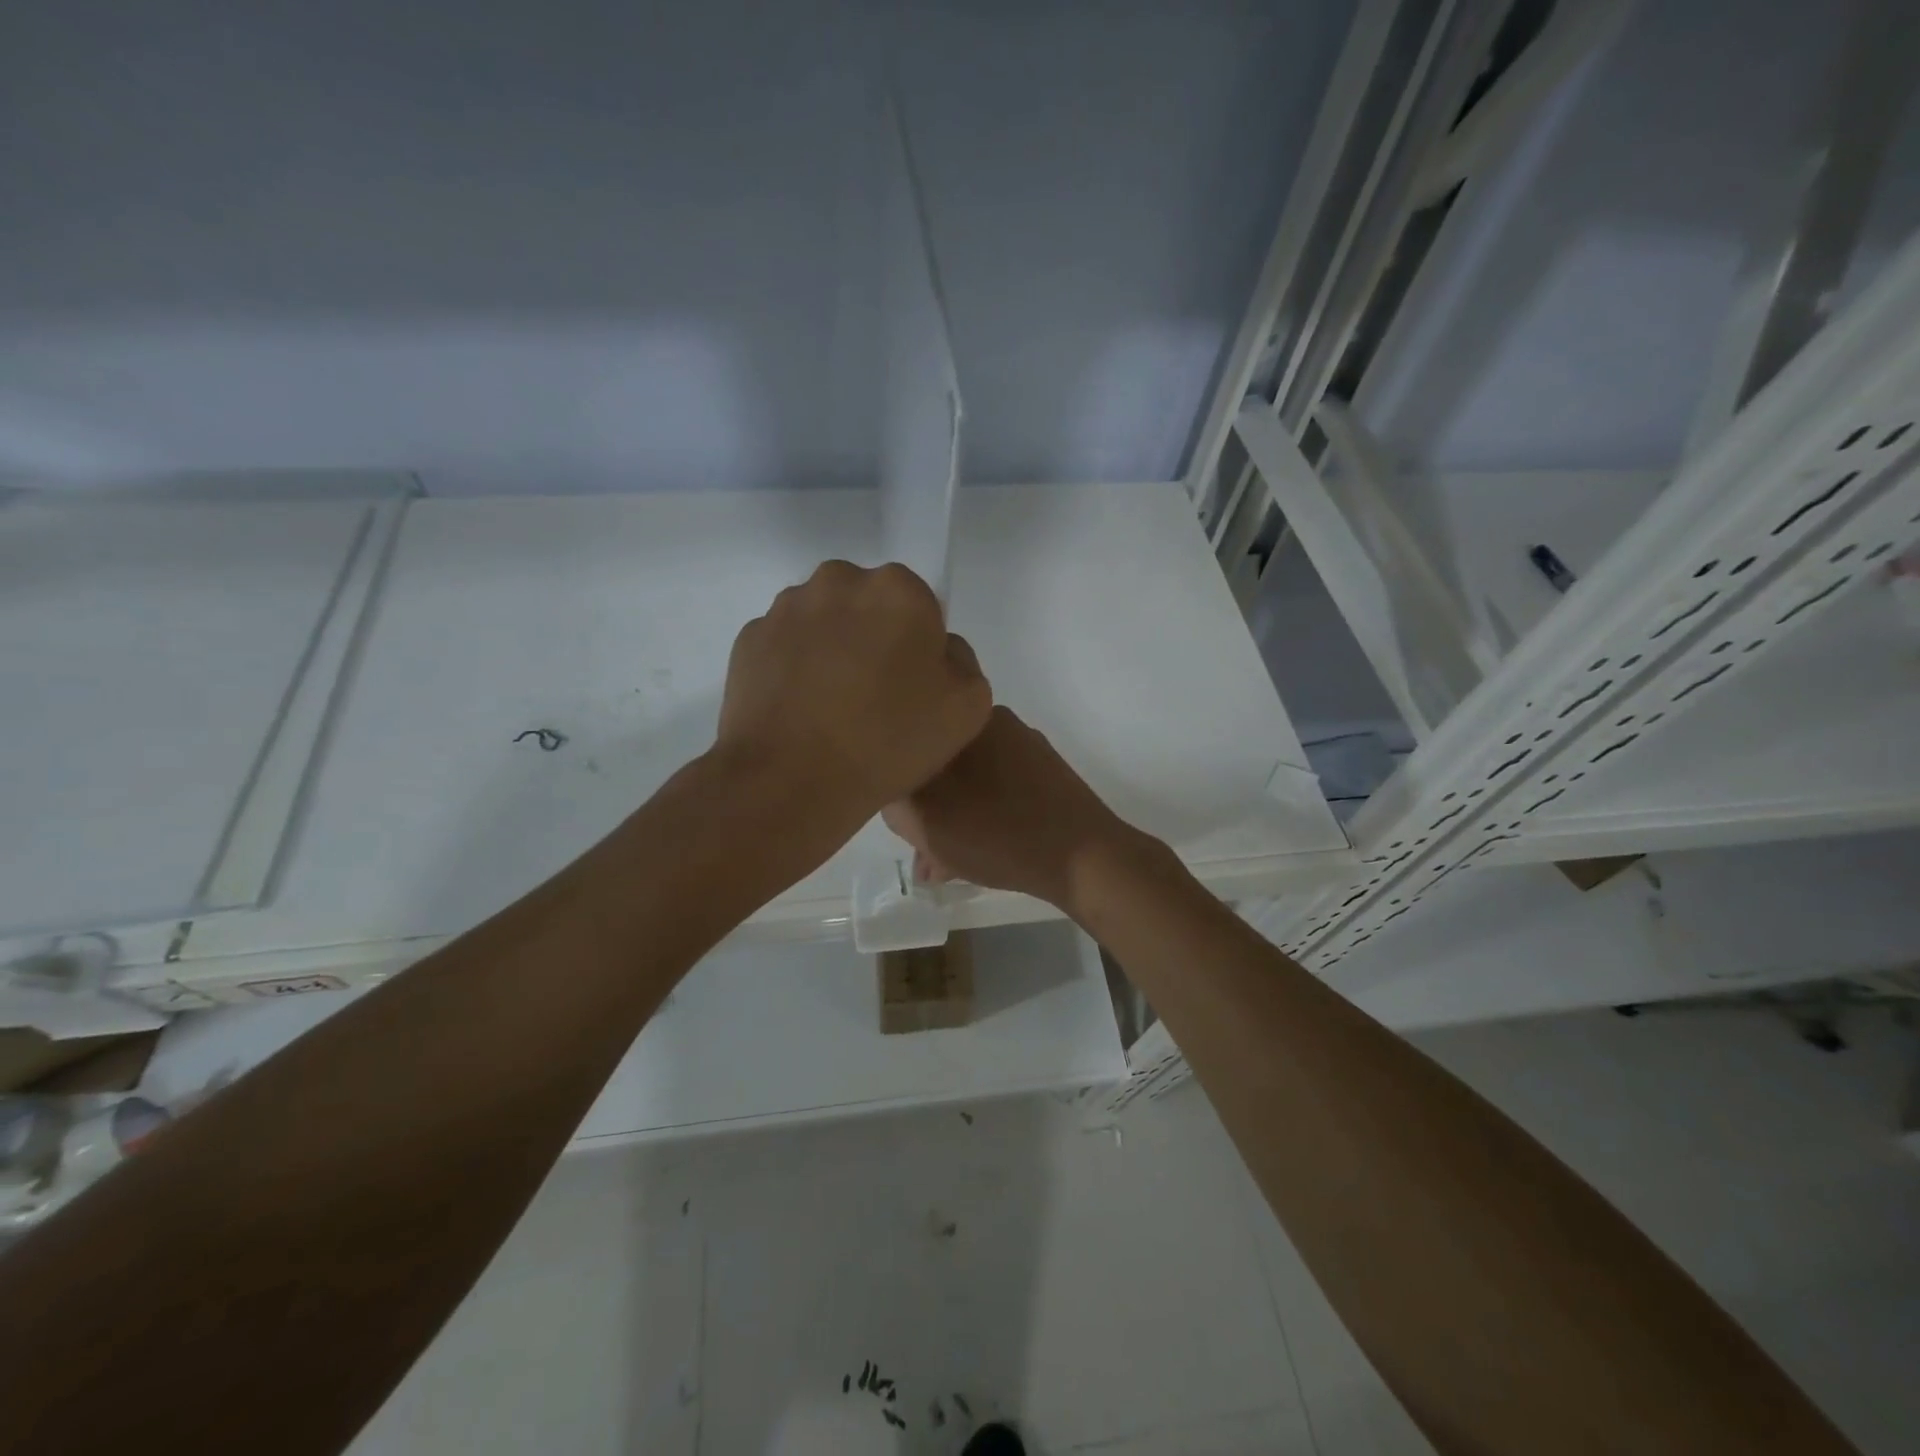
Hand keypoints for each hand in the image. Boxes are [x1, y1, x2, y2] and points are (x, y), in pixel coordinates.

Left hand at [717, 561, 991, 826]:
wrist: (791, 780)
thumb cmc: (888, 741)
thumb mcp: (969, 707)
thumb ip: (961, 663)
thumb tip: (933, 653)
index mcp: (898, 589)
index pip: (920, 606)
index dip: (919, 647)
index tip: (912, 688)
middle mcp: (839, 581)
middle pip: (868, 605)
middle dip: (873, 638)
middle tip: (874, 697)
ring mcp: (787, 608)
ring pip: (823, 621)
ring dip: (832, 650)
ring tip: (831, 708)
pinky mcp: (749, 638)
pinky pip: (786, 646)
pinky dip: (794, 668)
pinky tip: (800, 711)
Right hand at [882, 706, 1145, 915]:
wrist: (1083, 858)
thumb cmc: (996, 834)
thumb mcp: (924, 822)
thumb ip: (895, 802)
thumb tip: (895, 795)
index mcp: (966, 721)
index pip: (910, 738)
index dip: (895, 777)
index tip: (897, 812)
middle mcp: (995, 724)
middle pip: (939, 761)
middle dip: (924, 804)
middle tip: (920, 848)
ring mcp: (1025, 749)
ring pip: (968, 781)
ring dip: (950, 817)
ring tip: (943, 864)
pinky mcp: (1045, 776)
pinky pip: (996, 791)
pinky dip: (980, 818)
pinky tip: (974, 858)